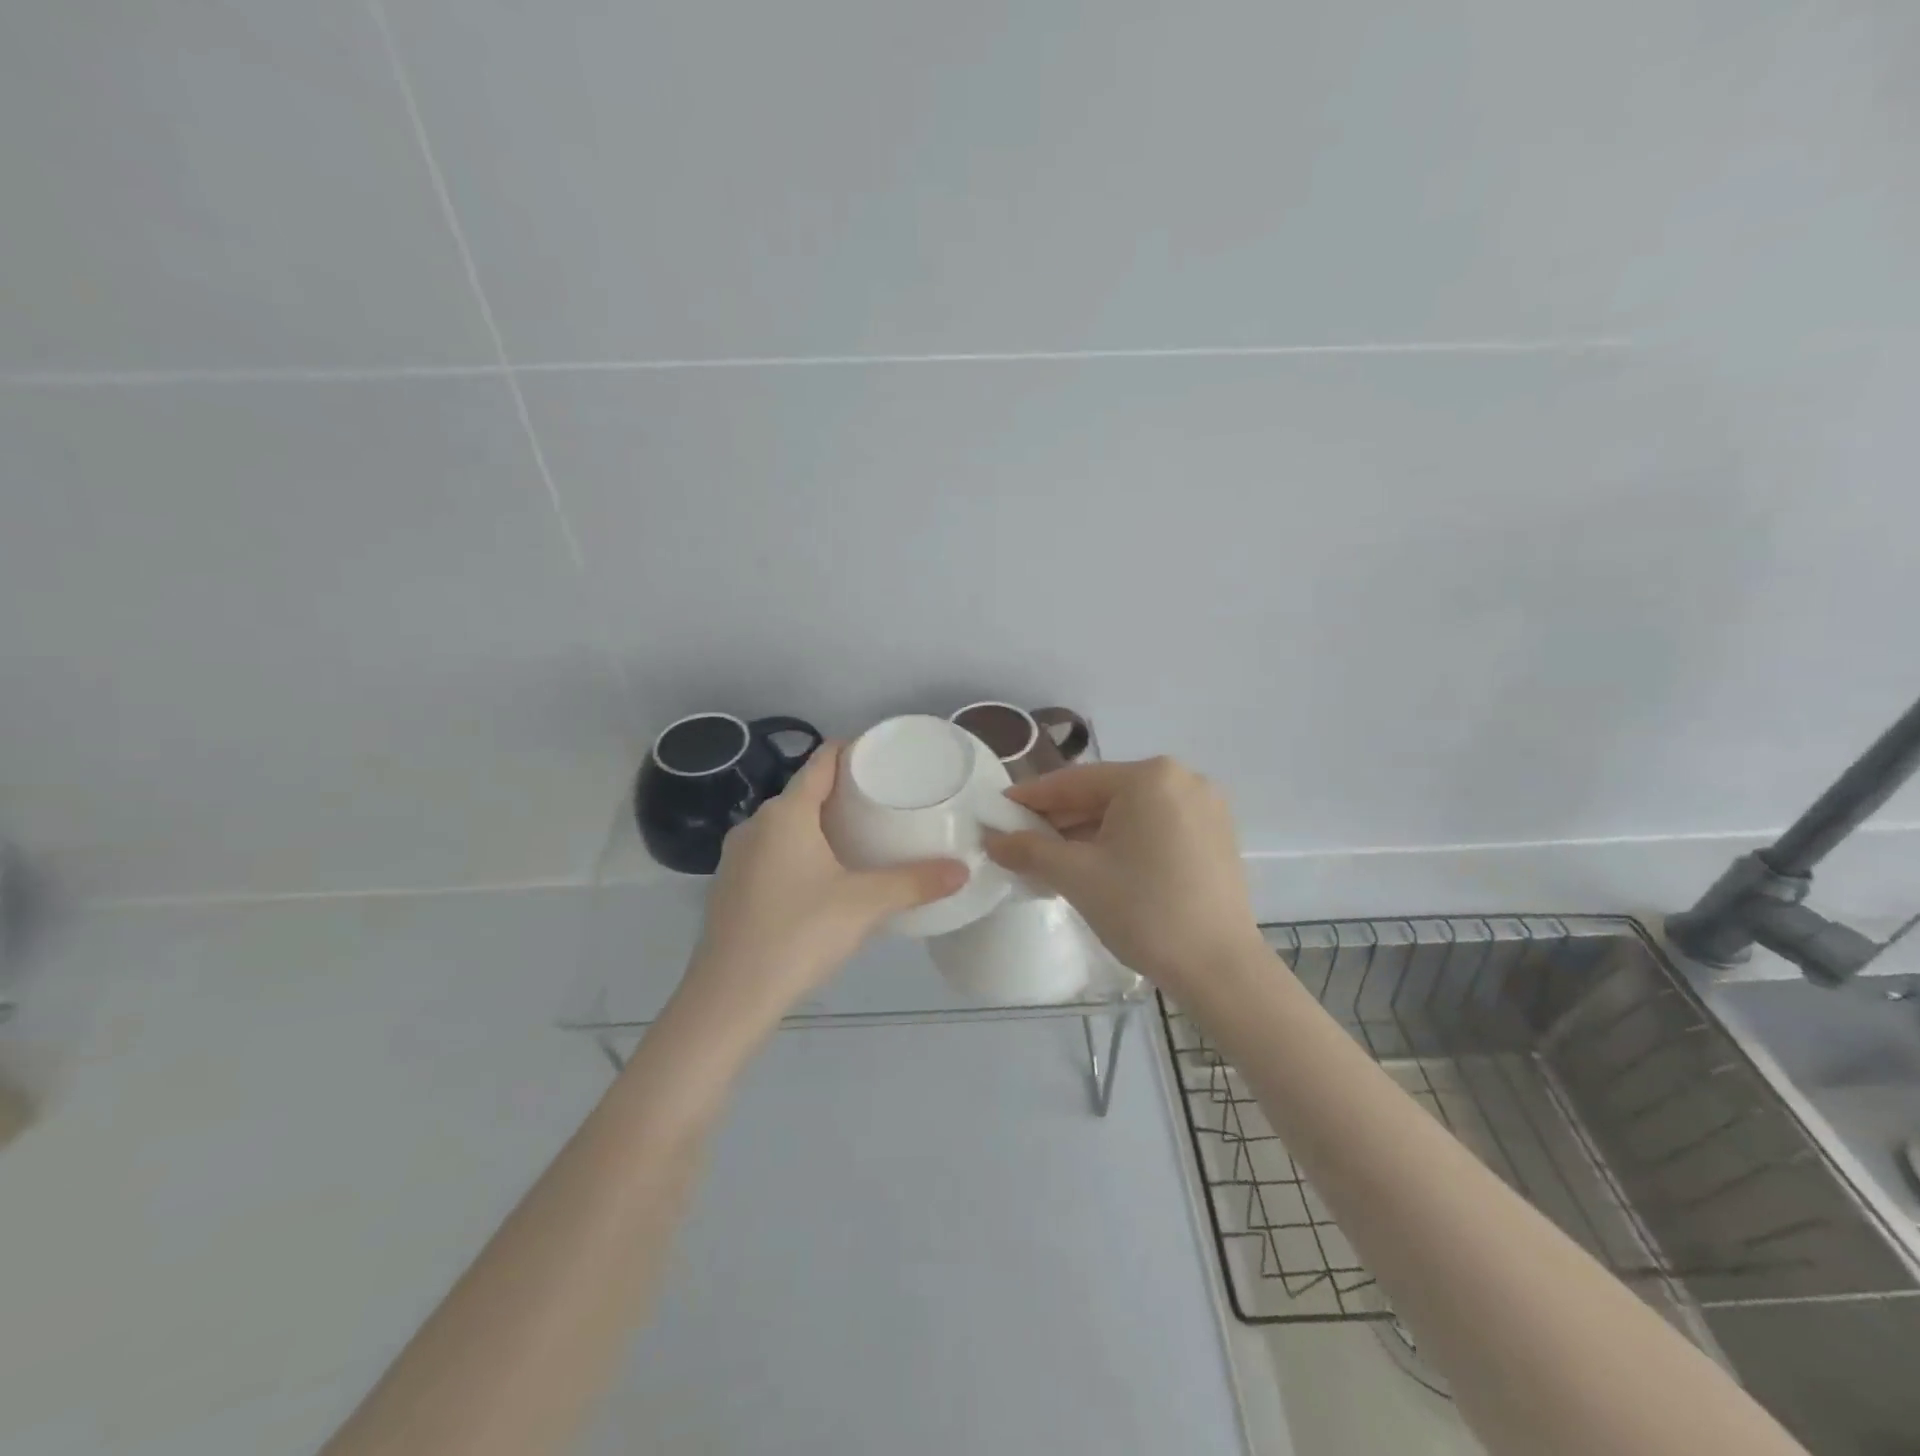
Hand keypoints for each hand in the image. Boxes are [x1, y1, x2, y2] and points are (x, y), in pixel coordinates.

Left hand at [684, 742, 966, 1020]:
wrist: (730, 997)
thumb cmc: (799, 934)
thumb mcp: (865, 905)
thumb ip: (915, 883)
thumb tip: (962, 870)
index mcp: (787, 813)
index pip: (822, 761)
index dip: (853, 750)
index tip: (885, 755)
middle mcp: (757, 824)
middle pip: (806, 791)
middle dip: (844, 791)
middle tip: (885, 801)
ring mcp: (737, 856)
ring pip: (787, 824)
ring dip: (821, 823)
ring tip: (861, 836)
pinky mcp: (731, 885)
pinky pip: (772, 850)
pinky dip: (800, 849)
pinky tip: (823, 876)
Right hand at [984, 757, 1262, 991]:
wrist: (1219, 969)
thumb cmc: (1143, 910)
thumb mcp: (1076, 876)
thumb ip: (1028, 850)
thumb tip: (992, 839)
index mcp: (1150, 777)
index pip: (1074, 782)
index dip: (1031, 798)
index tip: (997, 811)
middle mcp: (1182, 779)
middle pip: (1104, 794)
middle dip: (1060, 820)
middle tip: (1020, 841)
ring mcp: (1205, 807)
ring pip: (1129, 813)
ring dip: (1088, 832)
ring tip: (1051, 858)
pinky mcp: (1215, 836)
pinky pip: (1154, 827)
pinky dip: (1122, 841)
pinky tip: (1096, 865)